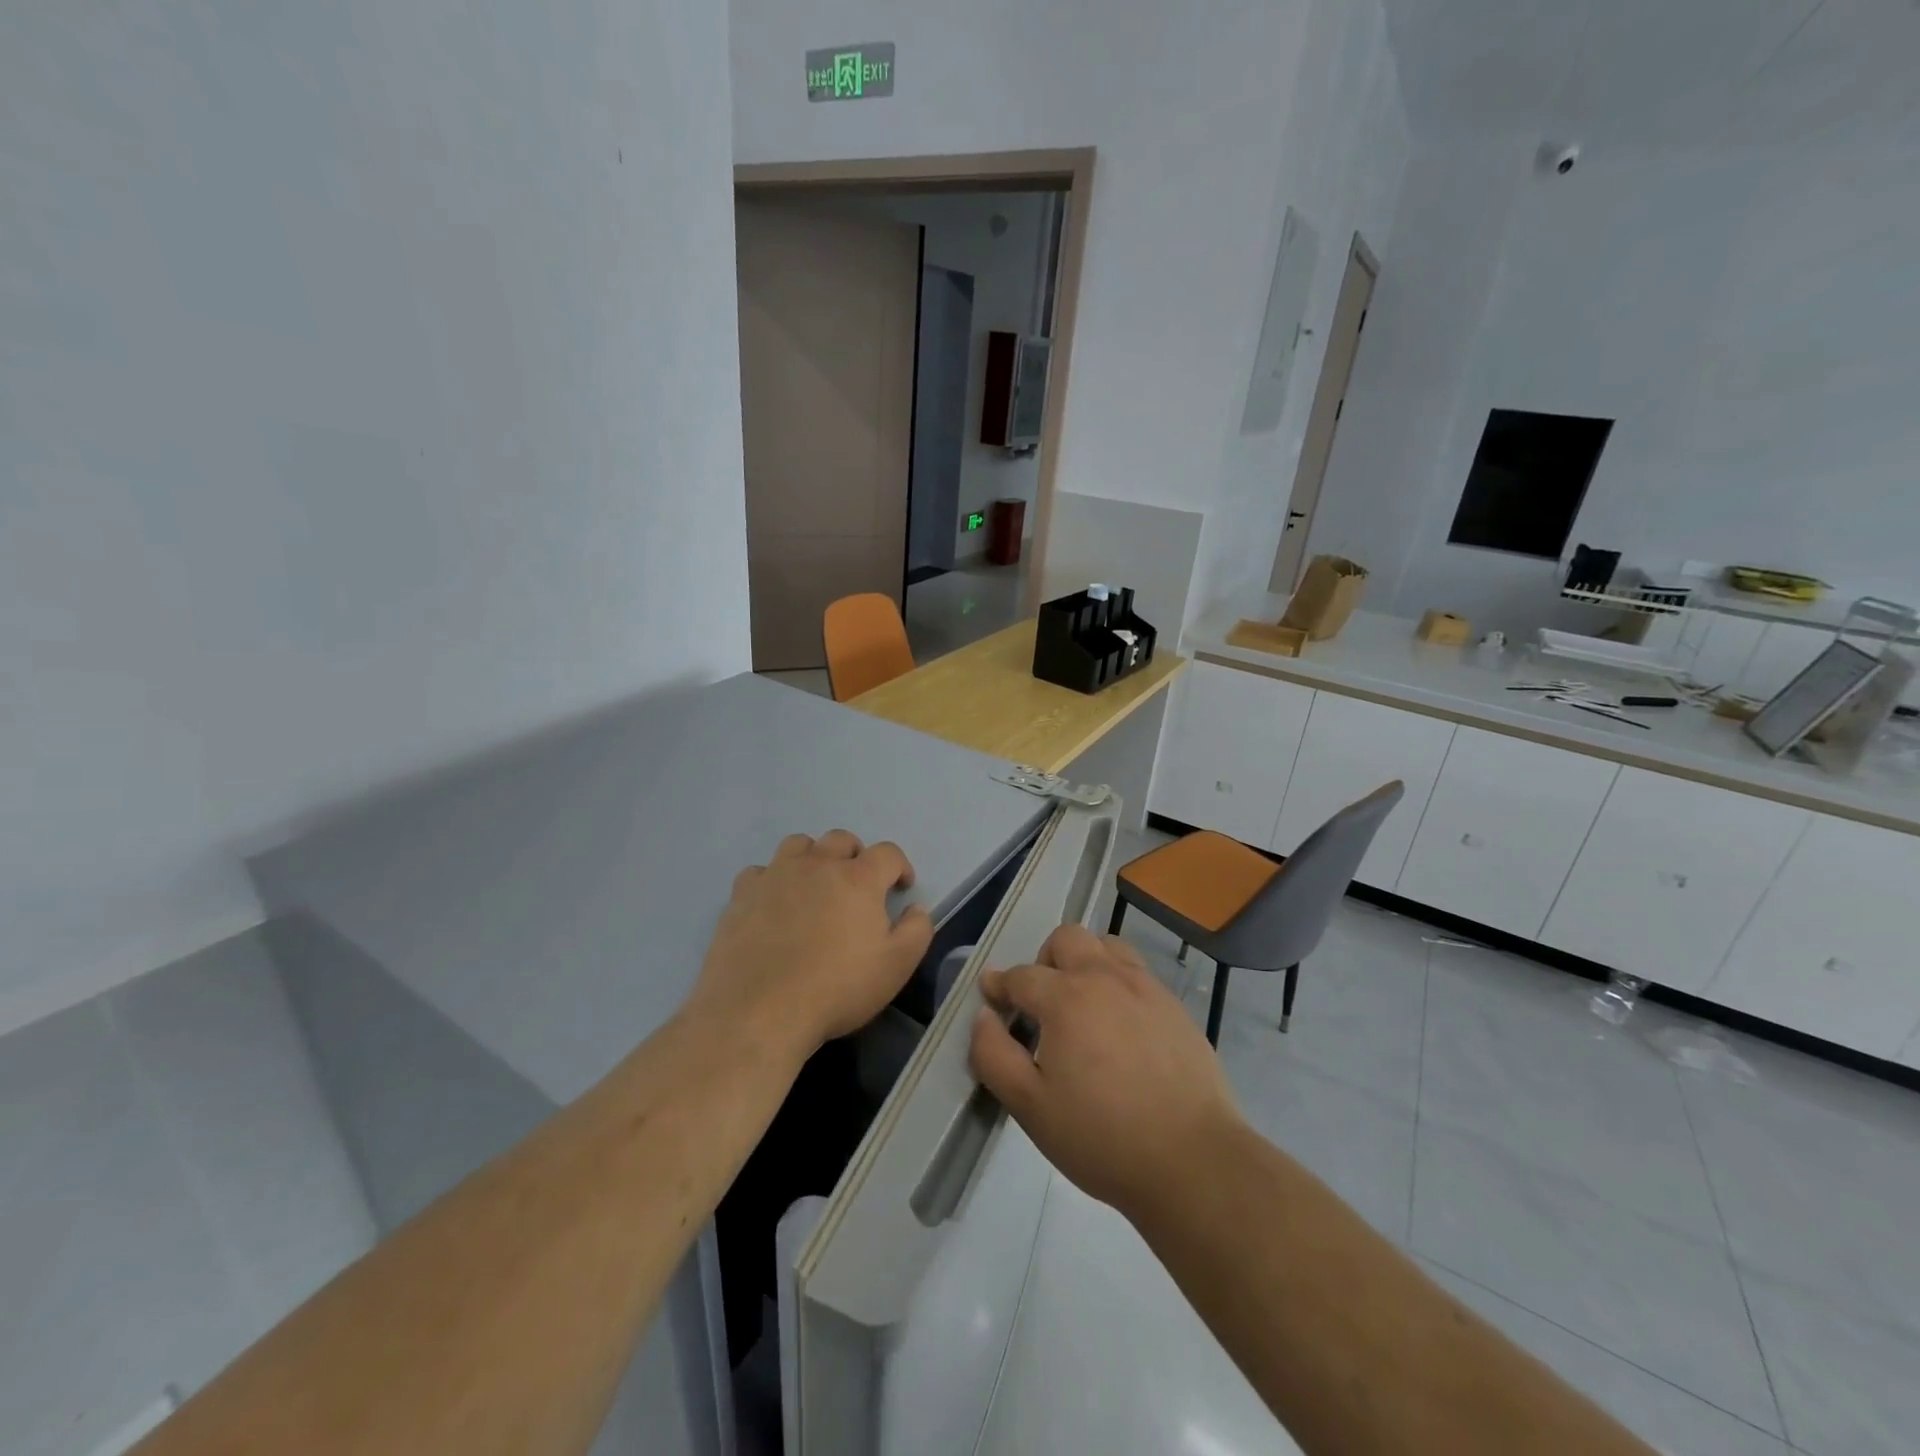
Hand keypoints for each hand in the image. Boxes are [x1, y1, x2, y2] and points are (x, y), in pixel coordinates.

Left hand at [691, 830, 934, 1061]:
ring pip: (798, 844)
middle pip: (841, 840)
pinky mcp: (742, 894)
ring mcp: (775, 876)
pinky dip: (772, 880)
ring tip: (814, 886)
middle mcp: (817, 865)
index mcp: (858, 878)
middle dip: (856, 856)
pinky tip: (773, 904)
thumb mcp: (896, 967)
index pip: (887, 853)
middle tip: (858, 886)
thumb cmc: (836, 988)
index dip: (899, 866)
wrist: (759, 1011)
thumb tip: (915, 908)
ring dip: (813, 857)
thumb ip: (916, 930)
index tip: (901, 888)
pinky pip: (760, 871)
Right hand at [968, 923, 1239, 1222]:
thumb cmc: (1102, 1137)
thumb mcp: (1030, 1107)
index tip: (992, 997)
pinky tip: (1121, 1027)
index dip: (1000, 985)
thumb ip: (994, 1055)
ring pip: (1107, 946)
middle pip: (1067, 938)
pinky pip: (1138, 973)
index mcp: (1066, 998)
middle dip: (1045, 960)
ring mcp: (1145, 987)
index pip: (1021, 976)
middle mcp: (1105, 977)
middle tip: (1043, 1003)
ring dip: (1086, 962)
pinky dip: (1118, 983)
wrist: (1192, 1159)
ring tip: (1083, 1006)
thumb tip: (983, 1016)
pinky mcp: (1174, 1006)